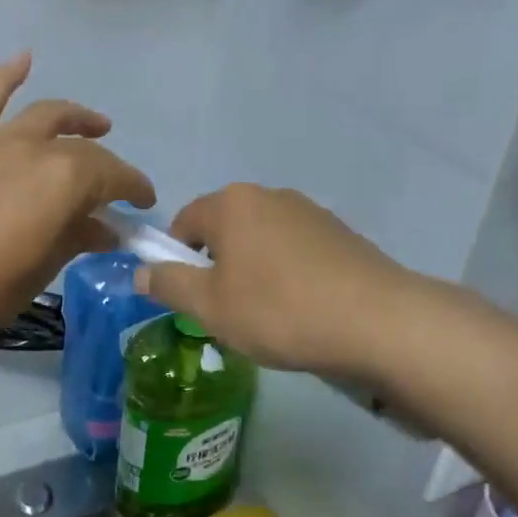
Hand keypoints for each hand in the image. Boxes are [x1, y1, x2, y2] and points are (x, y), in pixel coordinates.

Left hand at [0, 54, 154, 343]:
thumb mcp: (44, 268)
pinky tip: (24, 59)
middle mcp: (37, 149)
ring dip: (75, 117)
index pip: (114, 177)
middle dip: (108, 167)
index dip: (134, 189)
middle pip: (83, 150)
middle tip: (115, 188)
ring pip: (46, 116)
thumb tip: (104, 230)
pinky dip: (6, 76)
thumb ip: (77, 238)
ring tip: (95, 124)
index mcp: (66, 180)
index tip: (144, 204)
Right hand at [137, 184, 424, 376]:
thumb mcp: (209, 307)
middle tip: (228, 310)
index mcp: (231, 203)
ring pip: (261, 239)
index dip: (176, 259)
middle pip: (224, 228)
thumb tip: (140, 272)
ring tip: (271, 314)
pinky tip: (305, 308)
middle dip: (218, 265)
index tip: (191, 296)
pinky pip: (296, 249)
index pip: (183, 222)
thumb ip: (169, 285)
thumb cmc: (278, 310)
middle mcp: (268, 195)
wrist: (377, 321)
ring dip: (254, 269)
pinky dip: (289, 272)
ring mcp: (309, 211)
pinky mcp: (341, 233)